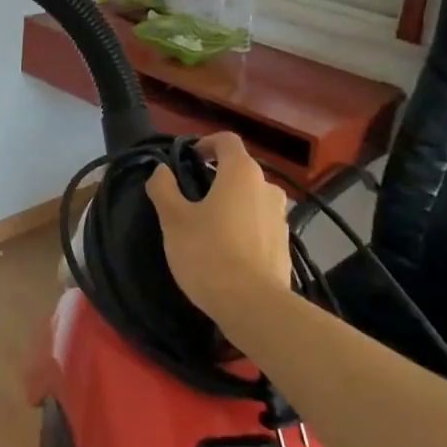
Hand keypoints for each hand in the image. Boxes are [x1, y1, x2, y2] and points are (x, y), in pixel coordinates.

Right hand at [146, 133, 289, 321]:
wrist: (253, 306)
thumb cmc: (208, 252)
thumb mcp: (173, 219)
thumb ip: (164, 188)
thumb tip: (162, 170)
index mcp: (242, 173)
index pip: (227, 140)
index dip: (206, 143)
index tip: (189, 159)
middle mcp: (267, 188)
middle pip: (240, 170)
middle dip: (217, 177)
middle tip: (191, 197)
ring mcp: (281, 218)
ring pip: (252, 198)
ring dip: (232, 203)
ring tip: (209, 225)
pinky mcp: (285, 246)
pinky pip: (260, 224)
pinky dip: (244, 227)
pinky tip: (227, 250)